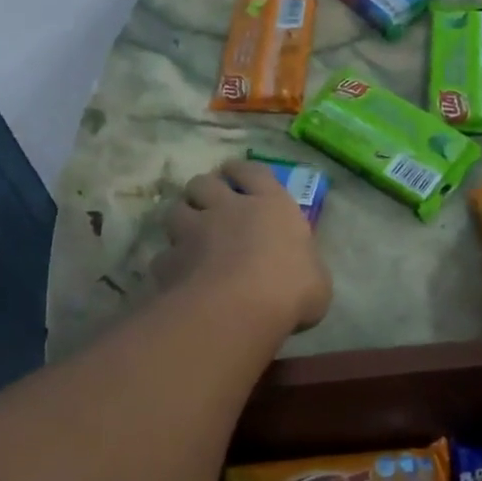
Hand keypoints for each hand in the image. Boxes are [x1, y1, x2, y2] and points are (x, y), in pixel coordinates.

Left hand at [153, 159, 331, 332]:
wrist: (239, 308)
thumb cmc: (290, 289)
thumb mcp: (317, 281)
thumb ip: (305, 269)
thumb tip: (304, 276)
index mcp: (271, 204)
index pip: (252, 171)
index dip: (242, 172)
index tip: (236, 175)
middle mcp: (229, 208)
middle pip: (205, 182)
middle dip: (205, 191)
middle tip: (209, 205)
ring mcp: (194, 231)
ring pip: (175, 210)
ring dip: (181, 219)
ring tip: (188, 234)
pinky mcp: (169, 260)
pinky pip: (164, 256)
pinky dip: (170, 263)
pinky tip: (178, 277)